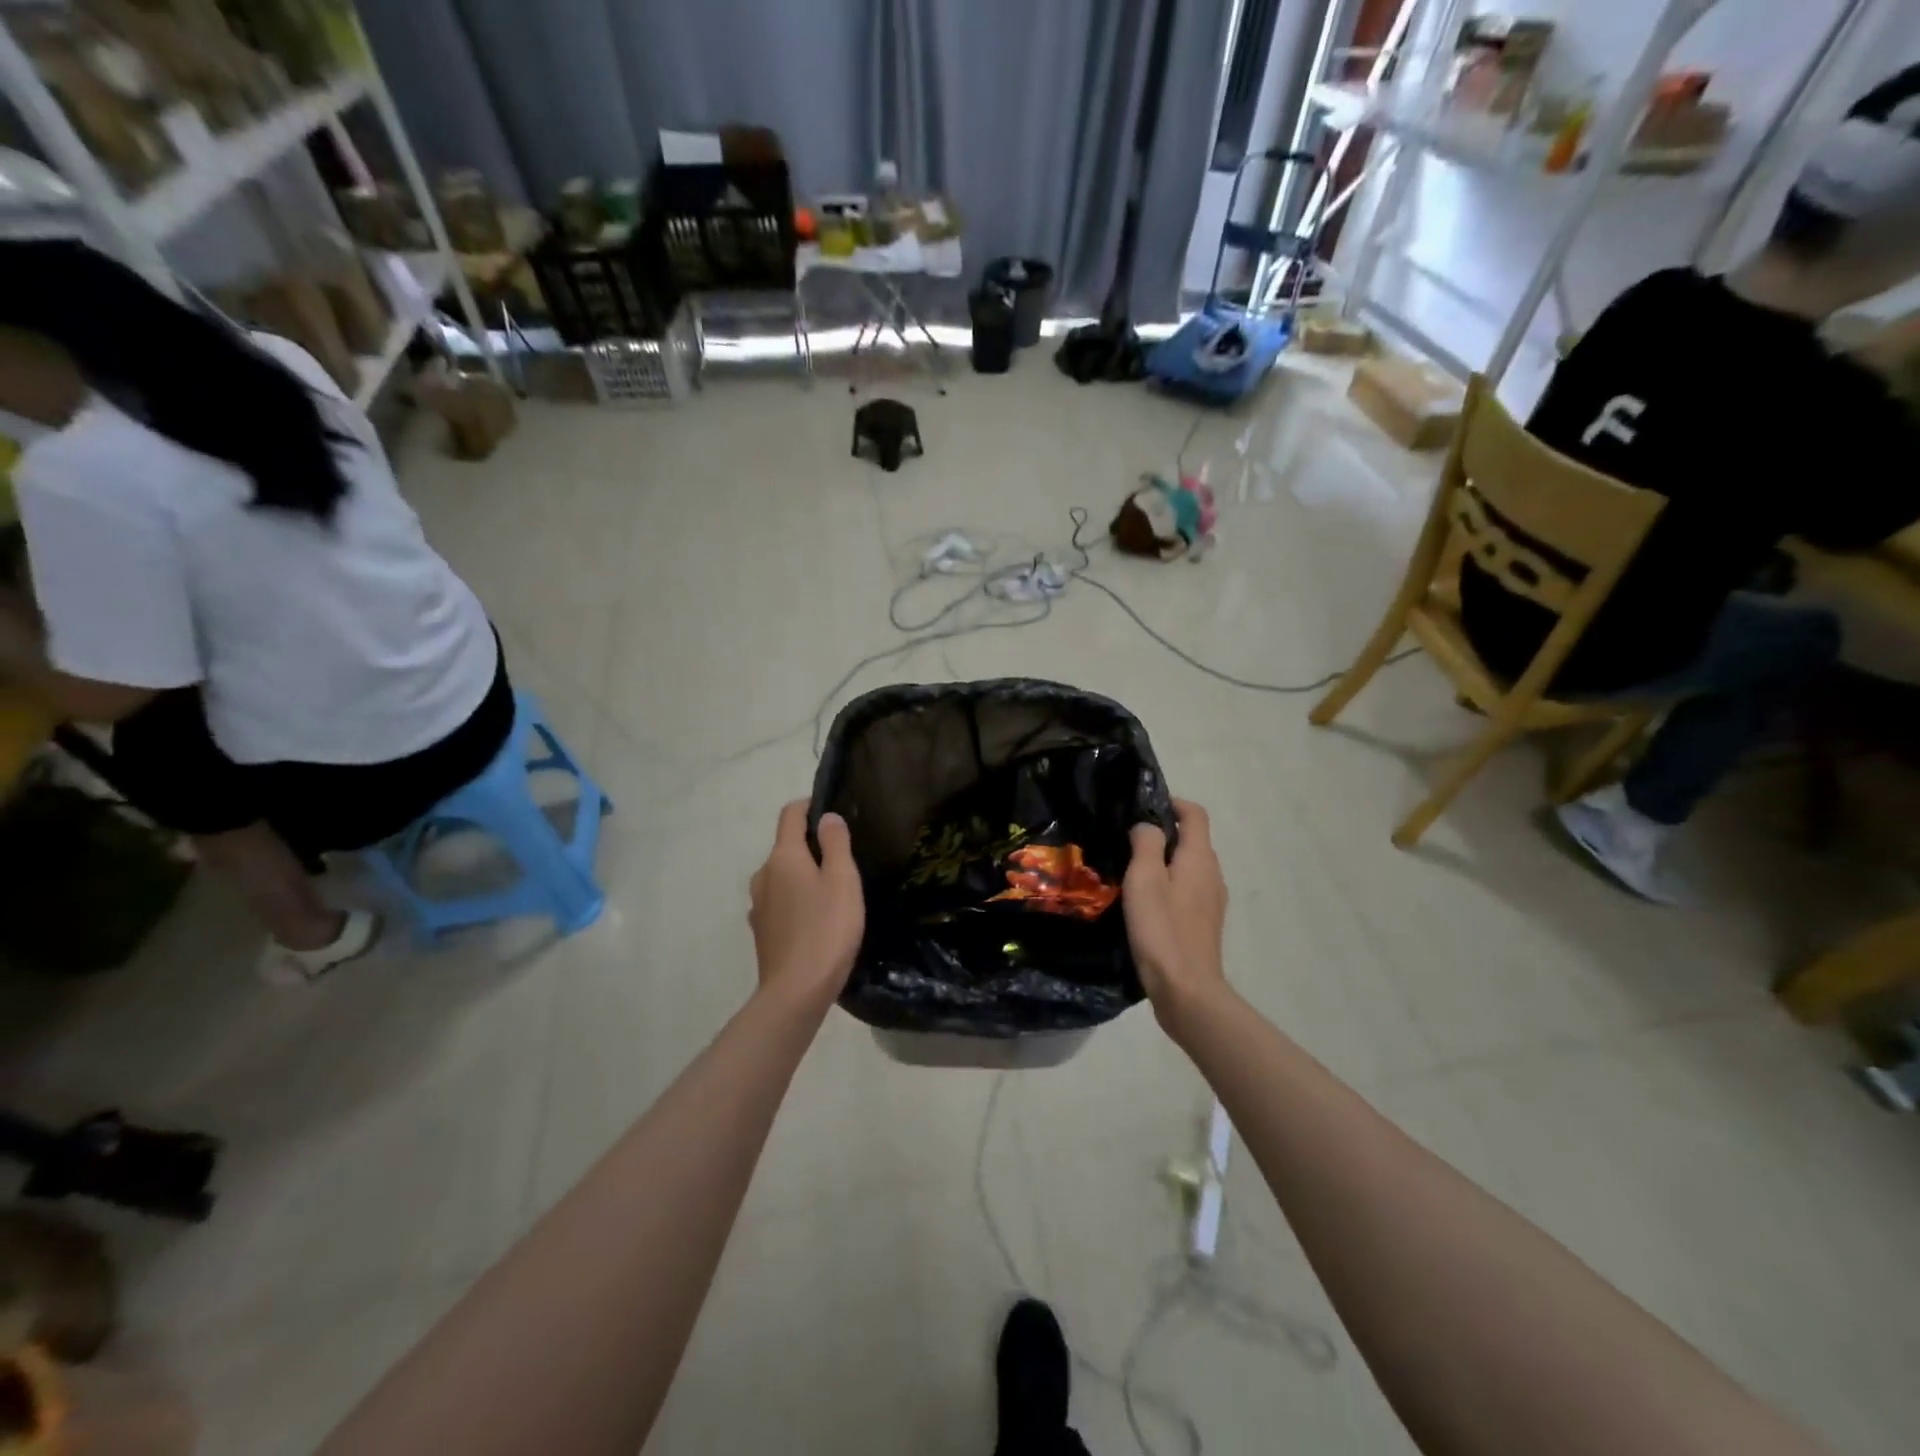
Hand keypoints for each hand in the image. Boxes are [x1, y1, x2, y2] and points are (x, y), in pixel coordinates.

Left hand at [748, 801, 864, 1010]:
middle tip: (843, 858)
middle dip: (810, 845)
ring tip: (833, 890)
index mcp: (782, 857)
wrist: (796, 992)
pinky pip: (780, 902)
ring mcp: (758, 905)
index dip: (809, 805)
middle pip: (785, 846)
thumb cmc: (826, 929)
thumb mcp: (843, 880)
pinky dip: (796, 900)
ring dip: (803, 875)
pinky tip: (817, 919)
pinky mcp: (761, 931)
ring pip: (782, 876)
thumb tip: (827, 817)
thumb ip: (835, 843)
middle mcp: (763, 875)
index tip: (831, 810)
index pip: (789, 815)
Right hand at [1123, 799, 1228, 1033]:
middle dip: (1164, 832)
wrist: (1186, 990)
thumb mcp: (1144, 879)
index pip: (1195, 814)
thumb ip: (1146, 843)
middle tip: (1127, 838)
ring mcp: (1211, 902)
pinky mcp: (1203, 924)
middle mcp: (1212, 875)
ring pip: (1189, 867)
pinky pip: (1187, 890)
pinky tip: (1144, 901)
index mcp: (1200, 859)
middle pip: (1192, 840)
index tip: (1142, 806)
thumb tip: (1148, 826)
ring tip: (1130, 868)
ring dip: (1164, 860)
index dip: (1172, 803)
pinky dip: (1168, 884)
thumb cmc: (1162, 929)